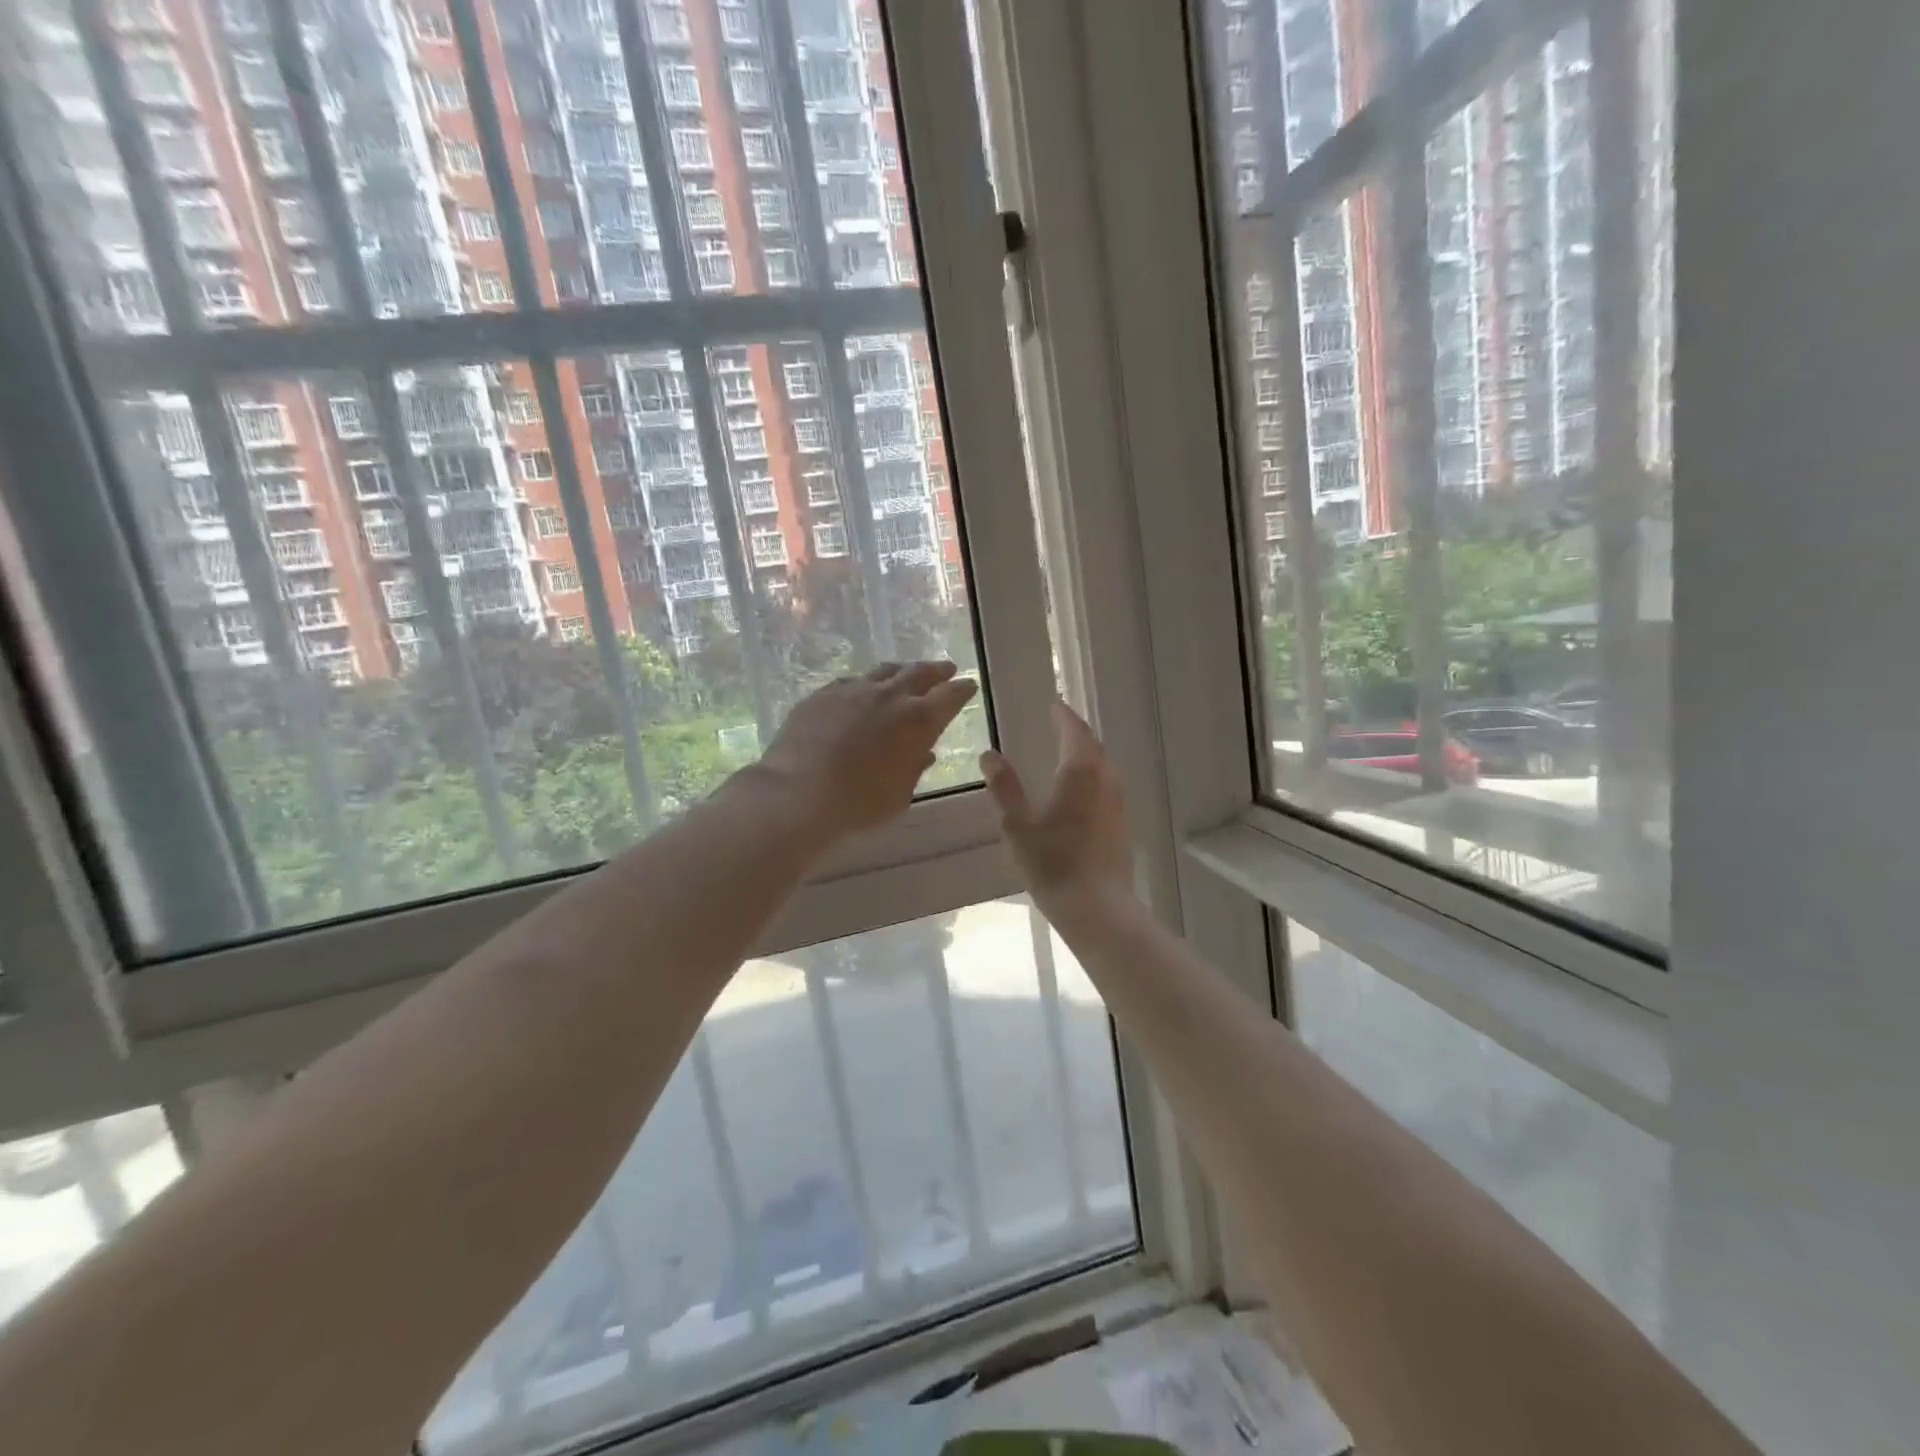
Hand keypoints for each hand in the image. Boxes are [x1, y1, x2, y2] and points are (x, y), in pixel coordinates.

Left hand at [754, 661, 977, 838]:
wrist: (799, 793)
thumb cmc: (860, 803)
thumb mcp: (900, 794)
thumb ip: (914, 768)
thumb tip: (923, 752)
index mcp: (919, 720)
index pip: (950, 696)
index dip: (962, 689)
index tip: (969, 685)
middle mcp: (890, 696)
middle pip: (919, 673)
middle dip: (936, 671)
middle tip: (946, 669)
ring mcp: (854, 690)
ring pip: (884, 671)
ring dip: (901, 671)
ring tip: (906, 672)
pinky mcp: (823, 694)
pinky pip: (851, 682)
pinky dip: (865, 684)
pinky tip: (861, 689)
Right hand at [980, 701, 1135, 907]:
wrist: (1097, 908)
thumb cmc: (1053, 863)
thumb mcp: (1017, 824)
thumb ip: (1004, 787)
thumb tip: (990, 755)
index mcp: (1080, 773)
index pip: (1075, 732)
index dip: (1064, 717)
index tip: (1054, 705)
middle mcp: (1105, 781)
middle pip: (1094, 747)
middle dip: (1077, 733)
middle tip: (1060, 725)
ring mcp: (1118, 805)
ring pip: (1104, 768)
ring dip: (1088, 756)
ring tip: (1069, 755)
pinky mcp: (1121, 827)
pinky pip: (1108, 788)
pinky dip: (1093, 778)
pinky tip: (1081, 794)